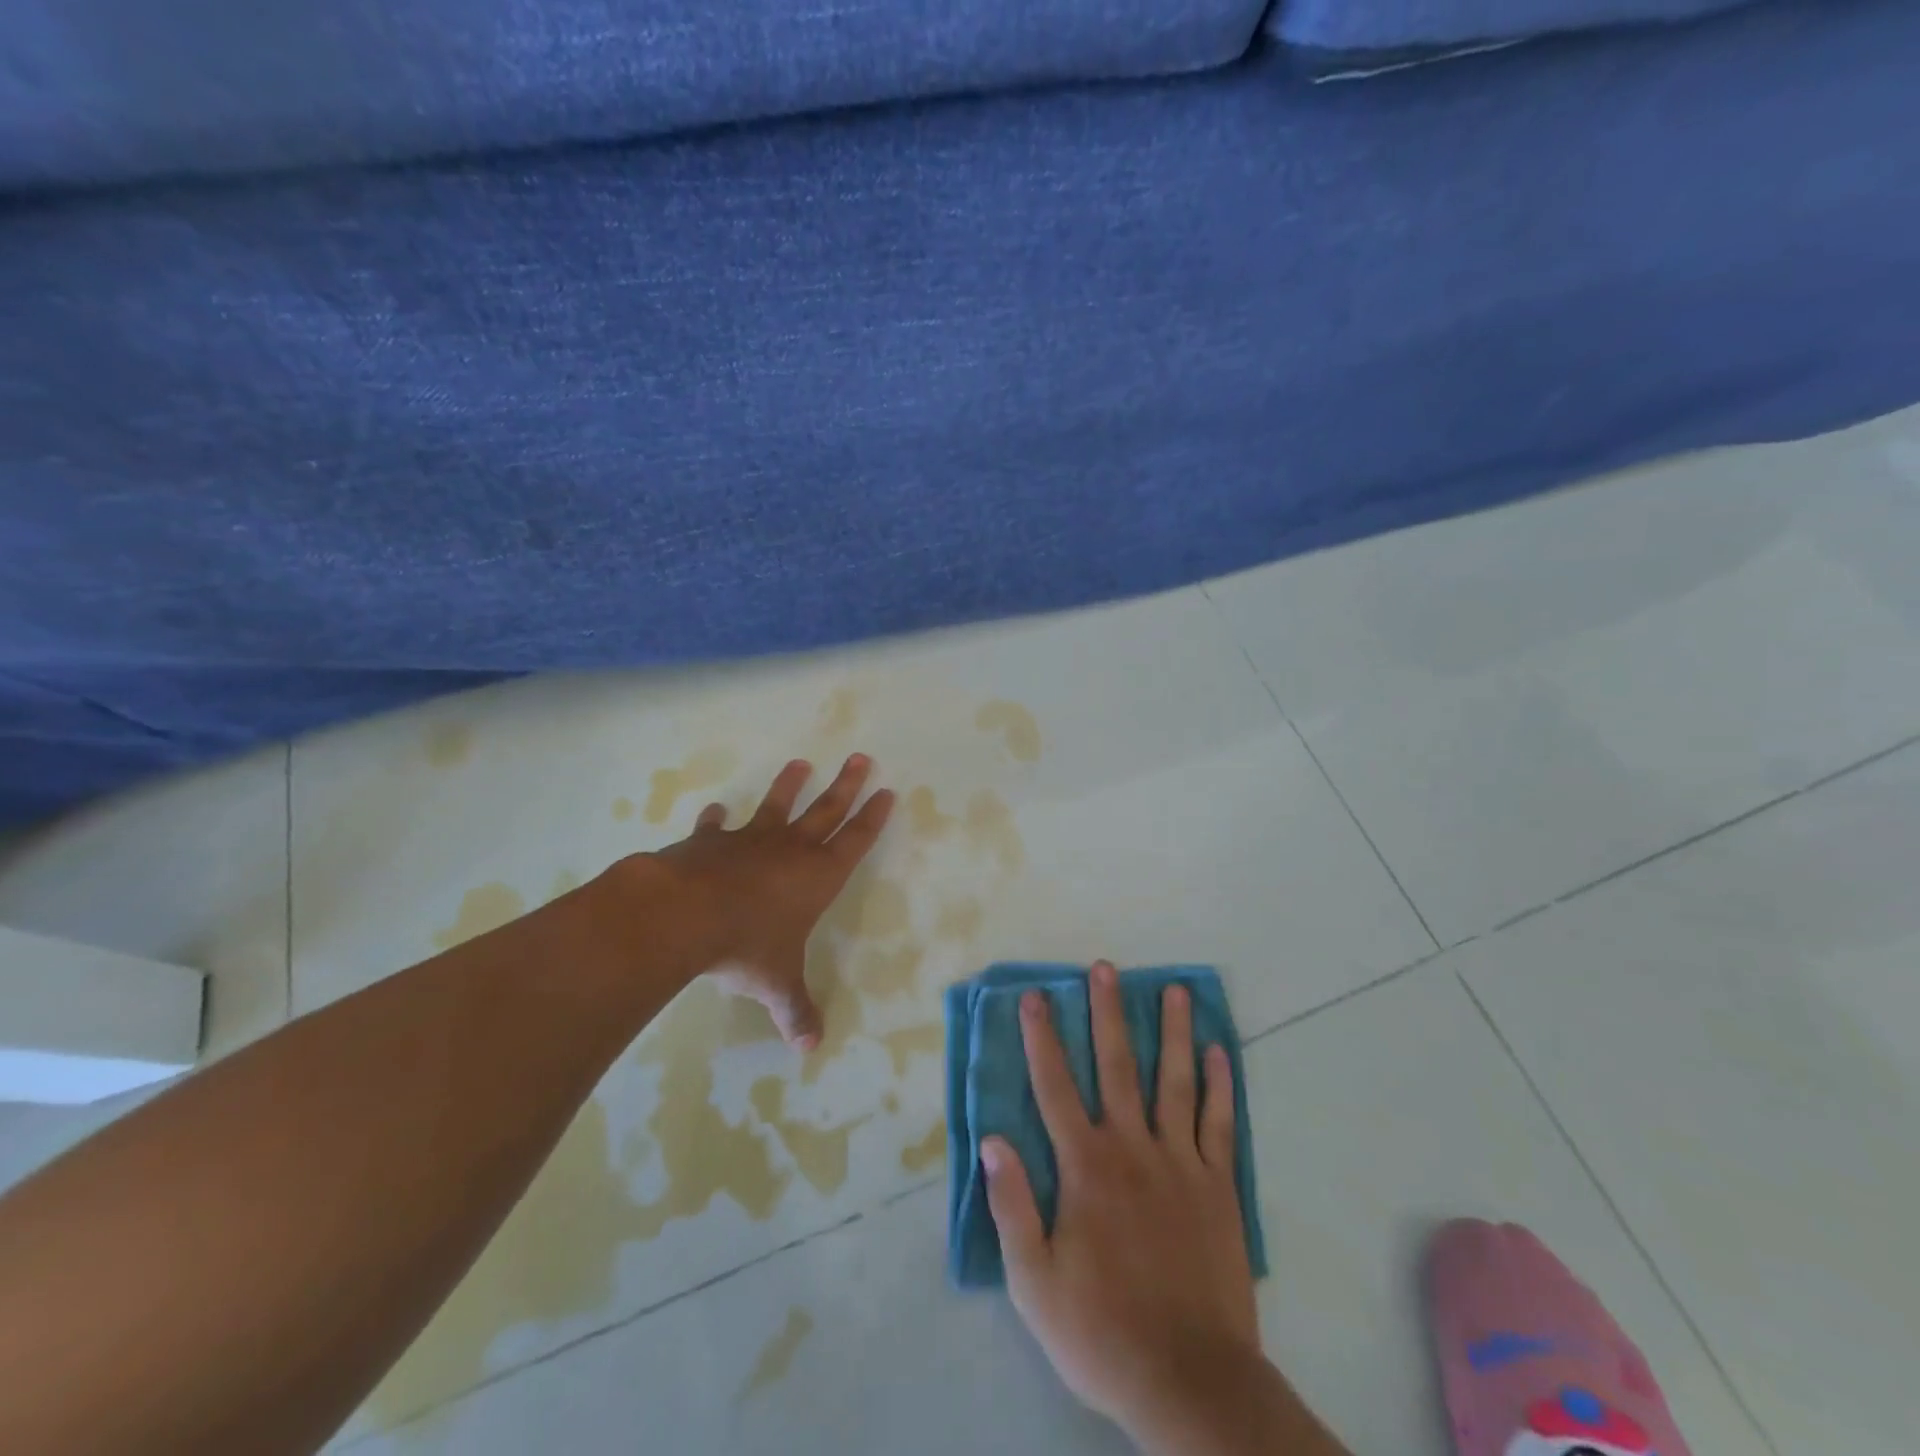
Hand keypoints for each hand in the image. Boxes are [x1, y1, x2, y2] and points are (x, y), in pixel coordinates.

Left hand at [647, 754, 893, 1047]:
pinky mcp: (711, 842)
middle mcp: (790, 850)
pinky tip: (717, 810)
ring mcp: (749, 841)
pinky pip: (717, 827)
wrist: (684, 914)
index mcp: (817, 876)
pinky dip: (717, 819)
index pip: (855, 841)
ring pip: (776, 805)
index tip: (886, 791)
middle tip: (860, 757)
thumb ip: (795, 1010)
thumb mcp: (776, 983)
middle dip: (845, 785)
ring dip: (789, 785)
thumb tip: (810, 1048)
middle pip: (826, 810)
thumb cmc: (745, 946)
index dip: (872, 817)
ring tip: (799, 763)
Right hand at [983, 960, 1258, 1441]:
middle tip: (1105, 968)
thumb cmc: (1100, 1329)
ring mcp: (1181, 1163)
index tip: (1036, 996)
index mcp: (1085, 1166)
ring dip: (1173, 1032)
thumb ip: (1012, 1204)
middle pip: (1117, 1066)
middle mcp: (1133, 1148)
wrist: (1188, 1381)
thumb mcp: (1033, 1280)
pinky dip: (1220, 1086)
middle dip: (1108, 1013)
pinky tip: (1219, 1053)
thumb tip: (993, 1139)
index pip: (1056, 1087)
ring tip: (1176, 990)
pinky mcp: (1219, 1187)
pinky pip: (1220, 1125)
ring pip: (1176, 1082)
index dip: (1042, 1038)